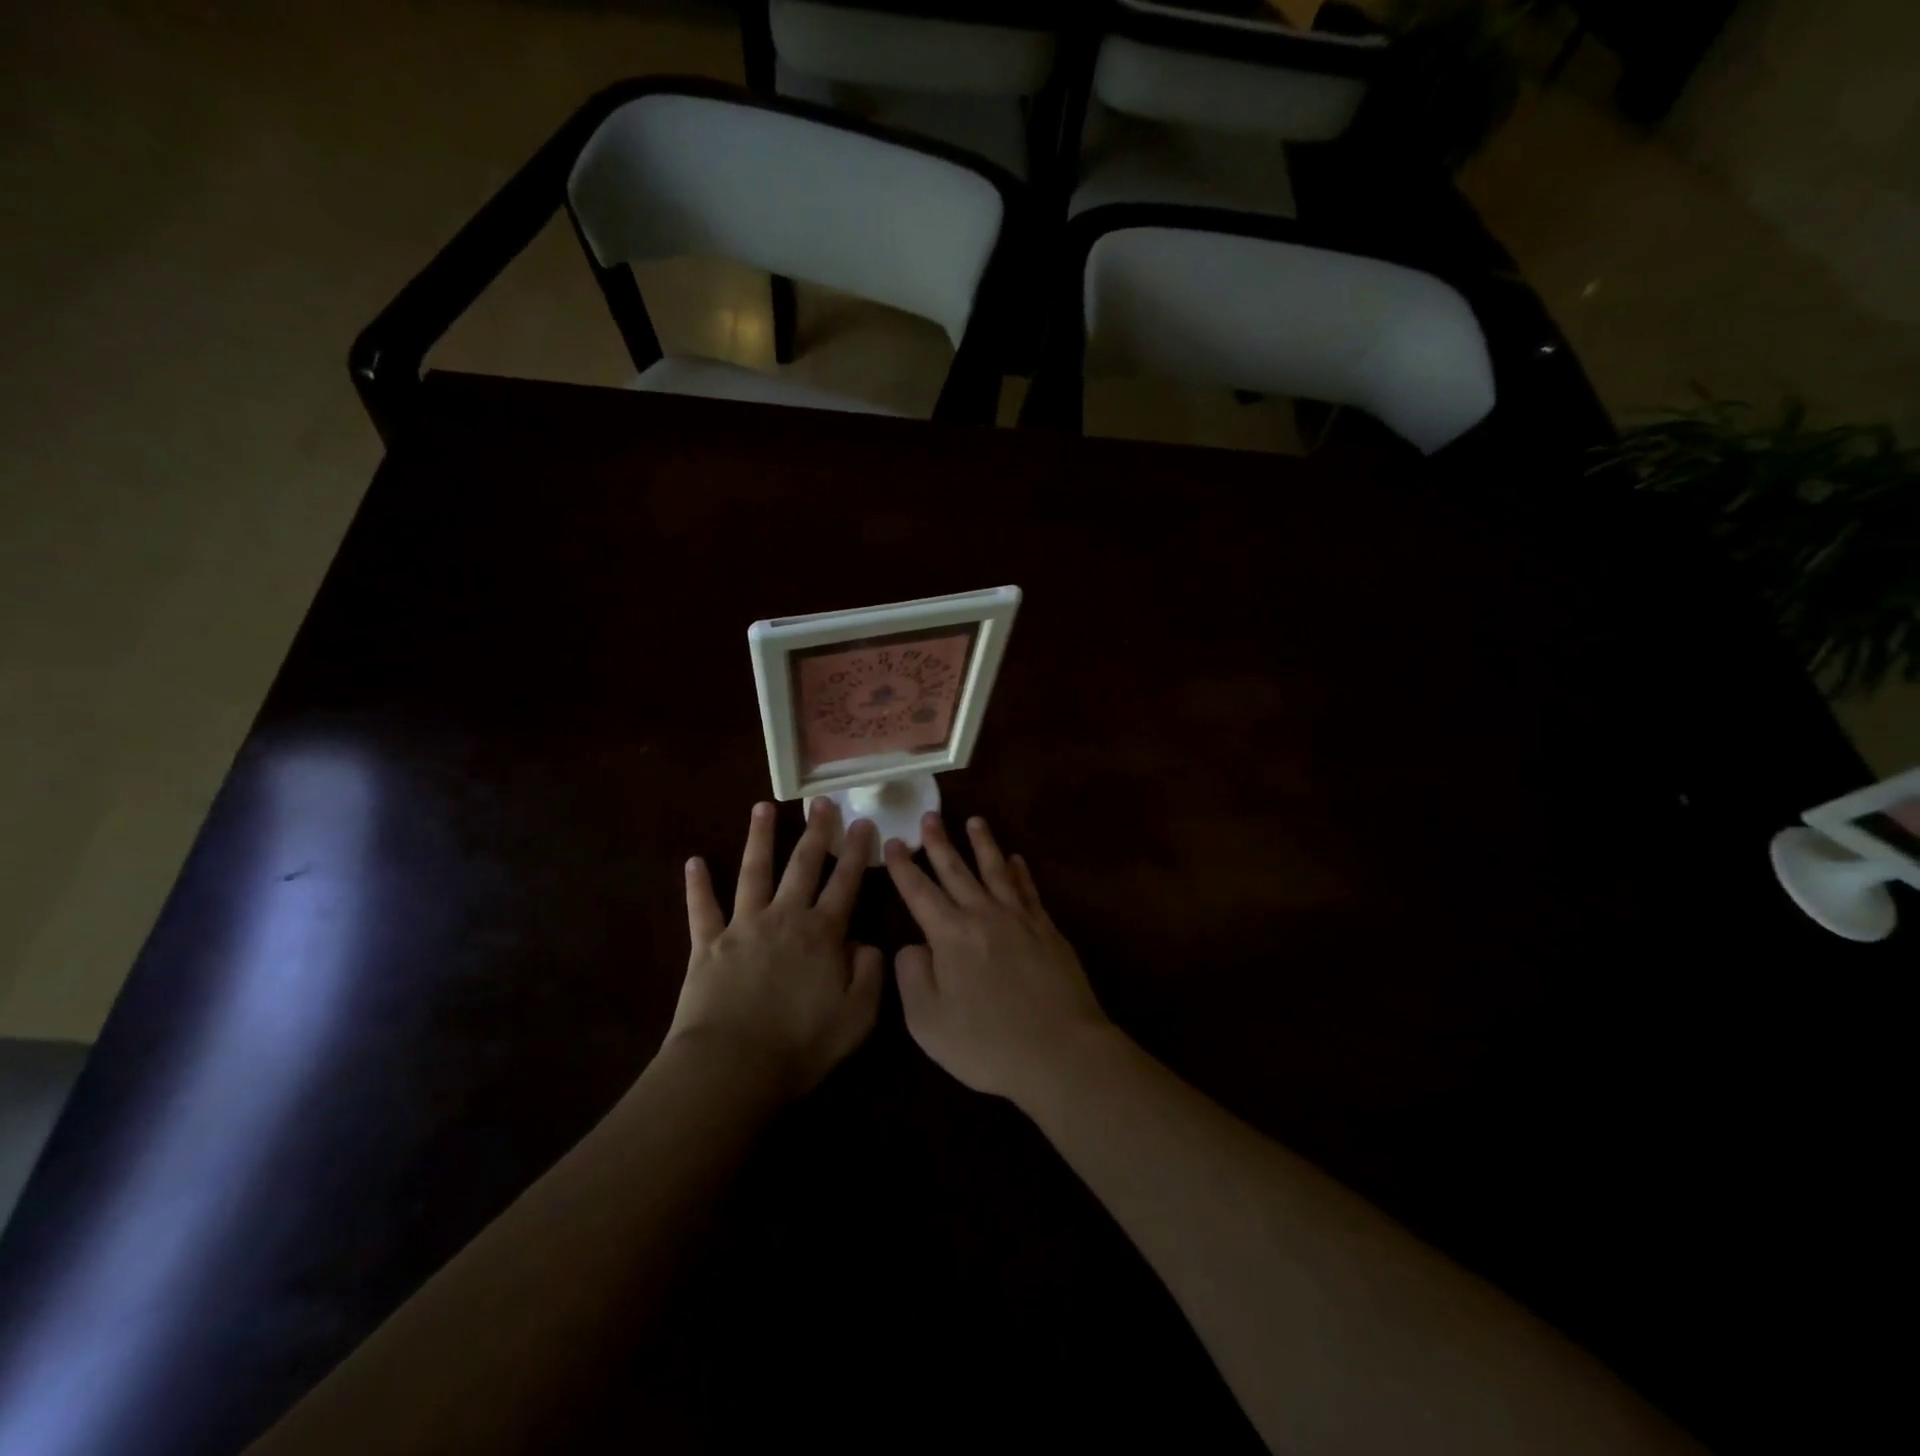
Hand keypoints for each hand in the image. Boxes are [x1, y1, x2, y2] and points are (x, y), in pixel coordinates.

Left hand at [670, 800, 882, 1100]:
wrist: (731, 1066)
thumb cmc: (800, 1045)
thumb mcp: (857, 1017)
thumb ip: (870, 975)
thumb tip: (867, 944)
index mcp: (822, 933)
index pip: (845, 882)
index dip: (856, 852)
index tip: (863, 823)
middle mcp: (784, 917)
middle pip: (803, 865)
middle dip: (815, 831)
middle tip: (821, 802)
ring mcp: (743, 926)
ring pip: (754, 872)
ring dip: (759, 838)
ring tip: (762, 806)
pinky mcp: (707, 944)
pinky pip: (702, 908)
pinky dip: (697, 885)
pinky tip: (694, 861)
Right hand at [884, 814, 1111, 1106]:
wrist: (1060, 1052)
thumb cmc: (987, 1044)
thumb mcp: (928, 1021)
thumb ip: (911, 977)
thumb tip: (912, 945)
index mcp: (950, 935)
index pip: (919, 891)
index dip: (903, 866)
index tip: (893, 842)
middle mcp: (983, 915)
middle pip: (957, 870)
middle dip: (939, 842)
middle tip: (929, 816)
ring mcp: (1019, 919)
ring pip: (996, 870)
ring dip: (983, 844)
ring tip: (975, 821)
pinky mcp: (1047, 930)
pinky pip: (1029, 890)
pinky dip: (1020, 871)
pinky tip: (1016, 859)